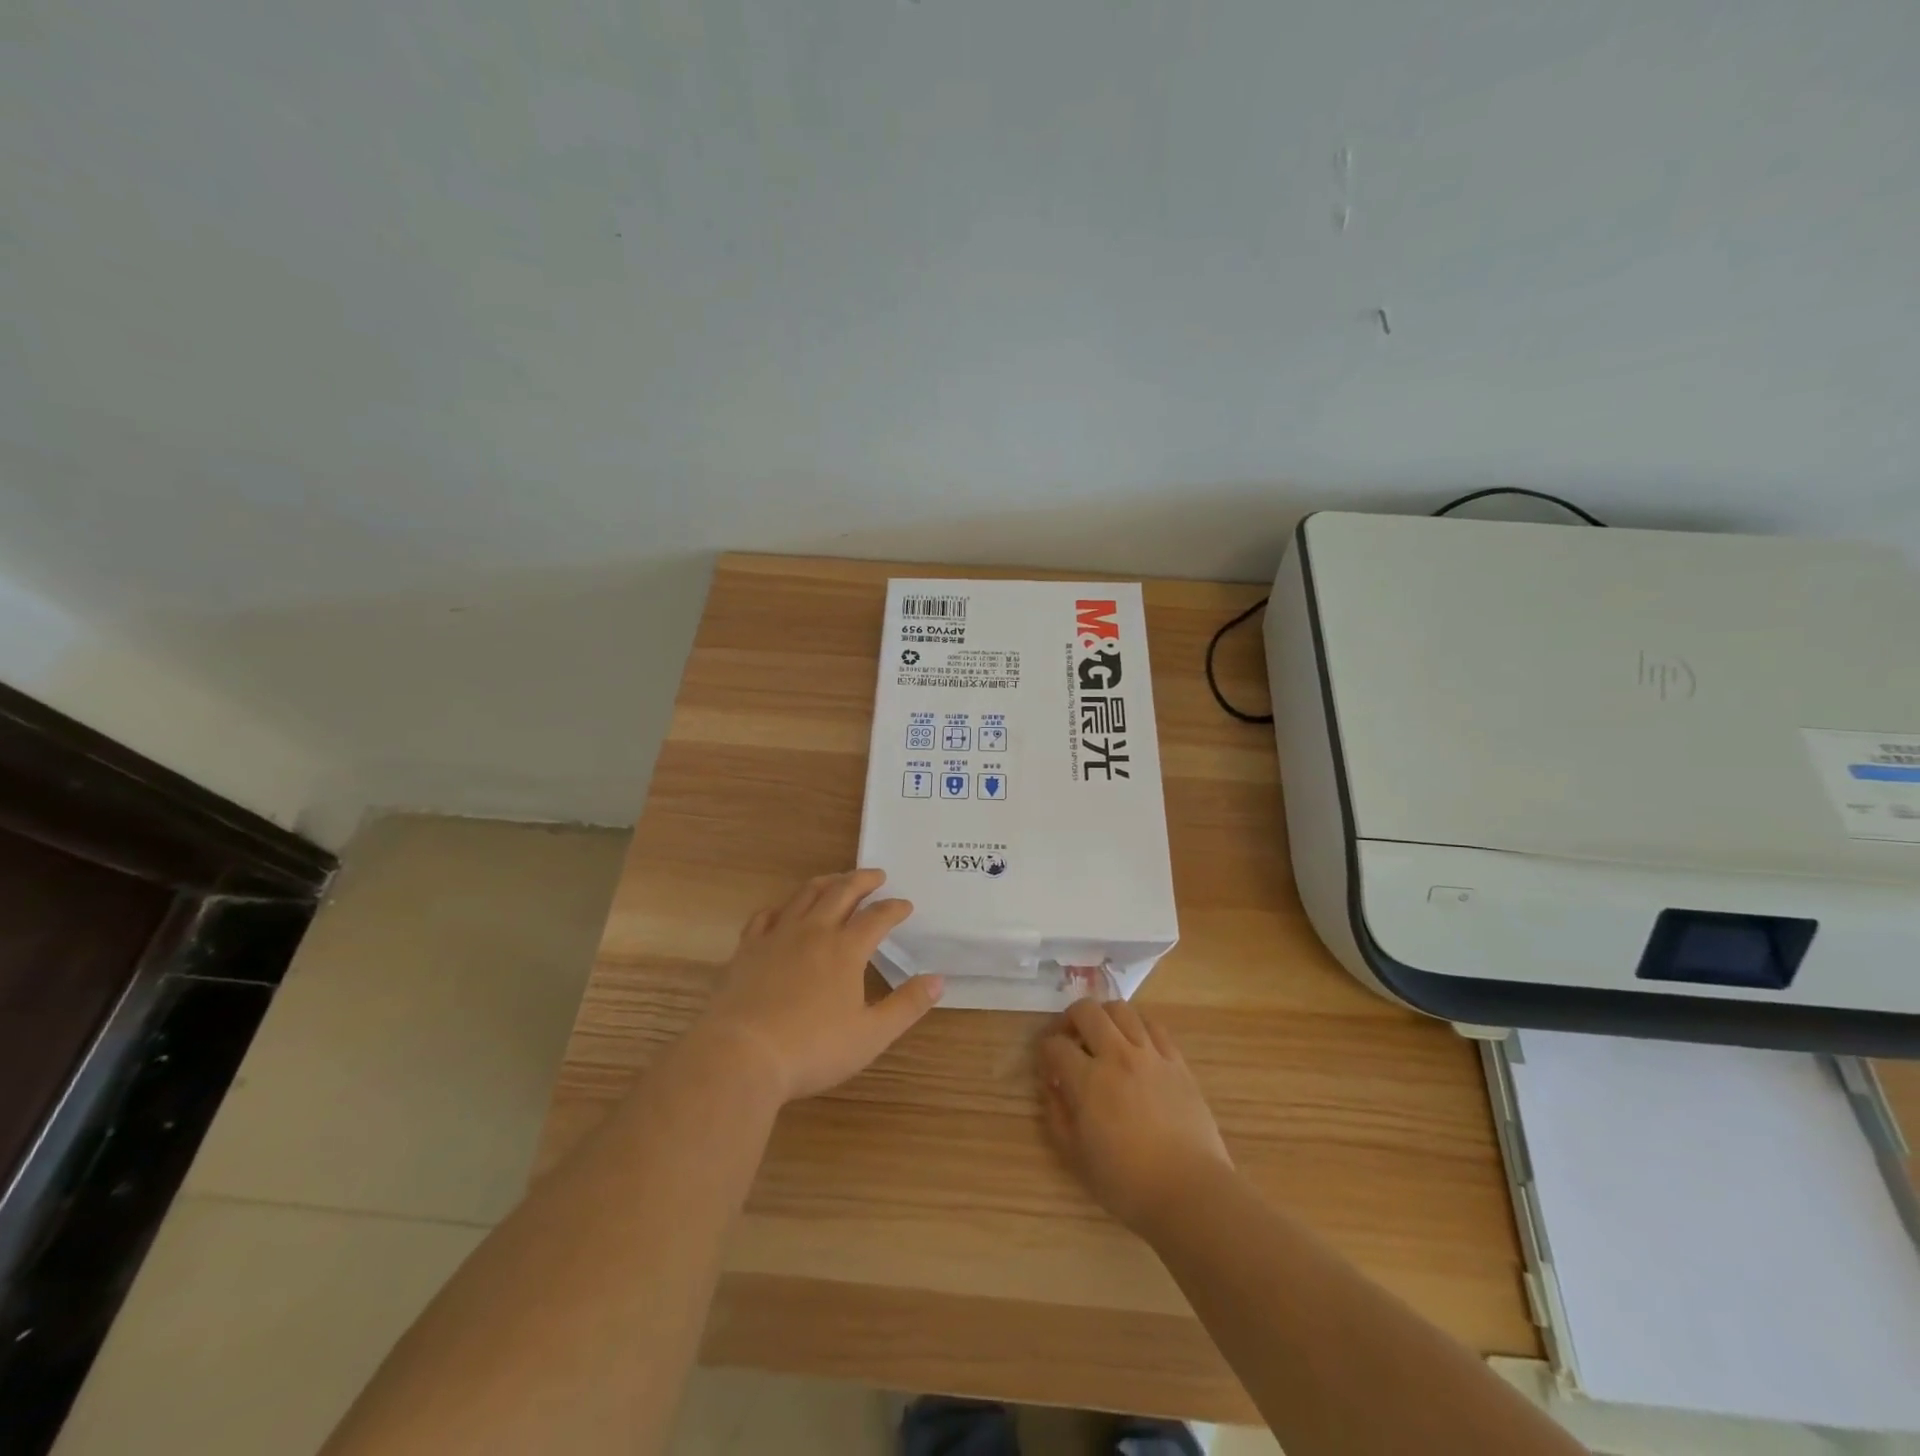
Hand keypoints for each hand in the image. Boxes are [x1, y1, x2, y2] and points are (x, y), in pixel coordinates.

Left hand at [702, 869, 942, 1103]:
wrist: (741, 1055)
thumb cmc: (812, 1049)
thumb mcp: (871, 1035)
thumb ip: (907, 1005)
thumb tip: (938, 980)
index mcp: (846, 949)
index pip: (877, 917)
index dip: (894, 908)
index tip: (906, 905)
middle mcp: (814, 932)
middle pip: (841, 892)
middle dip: (862, 880)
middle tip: (877, 875)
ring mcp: (777, 936)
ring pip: (805, 895)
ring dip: (826, 882)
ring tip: (837, 880)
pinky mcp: (747, 949)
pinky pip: (766, 915)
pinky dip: (782, 907)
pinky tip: (784, 911)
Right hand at [1038, 998, 1231, 1232]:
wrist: (1190, 1191)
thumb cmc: (1127, 1183)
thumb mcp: (1076, 1157)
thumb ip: (1057, 1114)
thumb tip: (1051, 1085)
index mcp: (1088, 1080)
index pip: (1055, 1045)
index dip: (1044, 1051)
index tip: (1047, 1065)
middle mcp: (1117, 1056)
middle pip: (1086, 1011)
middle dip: (1069, 1019)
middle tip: (1068, 1039)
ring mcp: (1150, 1055)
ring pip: (1121, 1010)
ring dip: (1104, 1017)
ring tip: (1101, 1037)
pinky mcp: (1177, 1062)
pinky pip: (1154, 1026)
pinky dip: (1137, 1026)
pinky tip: (1134, 1044)